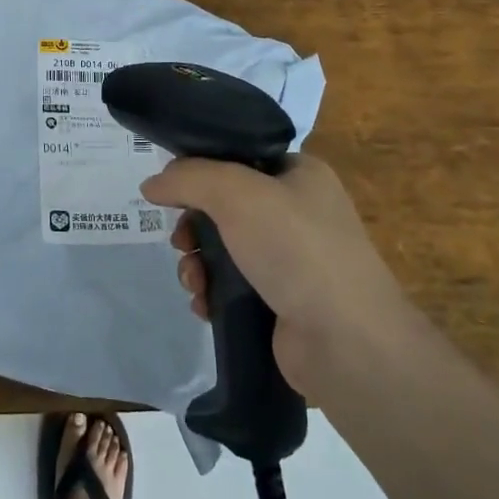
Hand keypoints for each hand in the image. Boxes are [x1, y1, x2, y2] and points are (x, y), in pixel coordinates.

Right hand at [141, 153, 405, 390]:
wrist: (347, 342)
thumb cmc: (296, 248)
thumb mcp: (235, 193)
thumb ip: (188, 178)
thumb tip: (152, 184)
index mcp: (299, 173)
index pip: (238, 156)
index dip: (200, 168)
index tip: (171, 188)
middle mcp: (298, 210)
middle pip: (224, 204)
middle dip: (192, 225)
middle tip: (180, 242)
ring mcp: (292, 259)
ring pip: (223, 247)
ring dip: (197, 262)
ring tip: (192, 281)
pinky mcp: (282, 300)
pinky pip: (232, 285)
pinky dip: (212, 292)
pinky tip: (204, 304)